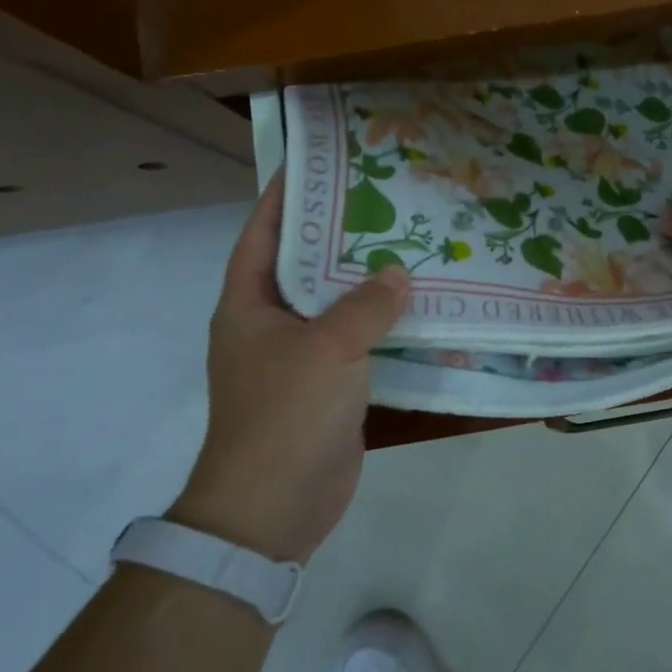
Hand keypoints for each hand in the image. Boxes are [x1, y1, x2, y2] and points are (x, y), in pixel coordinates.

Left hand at [170, 176, 409, 562]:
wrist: (274, 508)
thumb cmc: (286, 415)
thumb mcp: (327, 349)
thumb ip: (367, 306)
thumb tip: (398, 273)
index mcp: (250, 304)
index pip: (263, 233)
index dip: (285, 196)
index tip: (320, 162)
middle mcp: (271, 323)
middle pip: (306, 264)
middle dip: (341, 233)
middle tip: (386, 198)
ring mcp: (300, 356)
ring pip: (337, 304)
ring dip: (368, 280)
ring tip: (412, 242)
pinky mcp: (328, 385)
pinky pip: (358, 341)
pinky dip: (384, 323)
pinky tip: (421, 307)